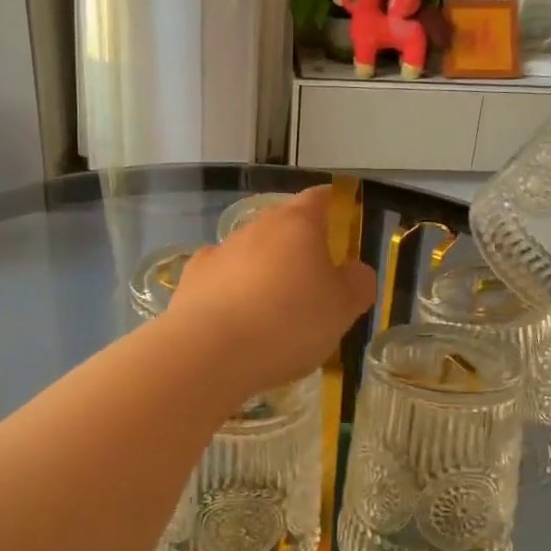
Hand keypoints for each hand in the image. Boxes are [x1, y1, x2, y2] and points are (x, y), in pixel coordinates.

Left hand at [170, 186, 376, 394]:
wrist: (211, 353)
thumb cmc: (290, 323)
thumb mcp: (344, 309)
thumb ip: (358, 283)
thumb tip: (354, 270)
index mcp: (298, 224)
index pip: (320, 198)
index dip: (334, 206)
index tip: (343, 225)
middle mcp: (257, 227)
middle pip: (284, 225)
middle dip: (299, 247)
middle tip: (314, 282)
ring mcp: (220, 250)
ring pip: (251, 252)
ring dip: (265, 271)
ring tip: (274, 312)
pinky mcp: (193, 279)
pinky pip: (222, 278)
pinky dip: (233, 291)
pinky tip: (238, 320)